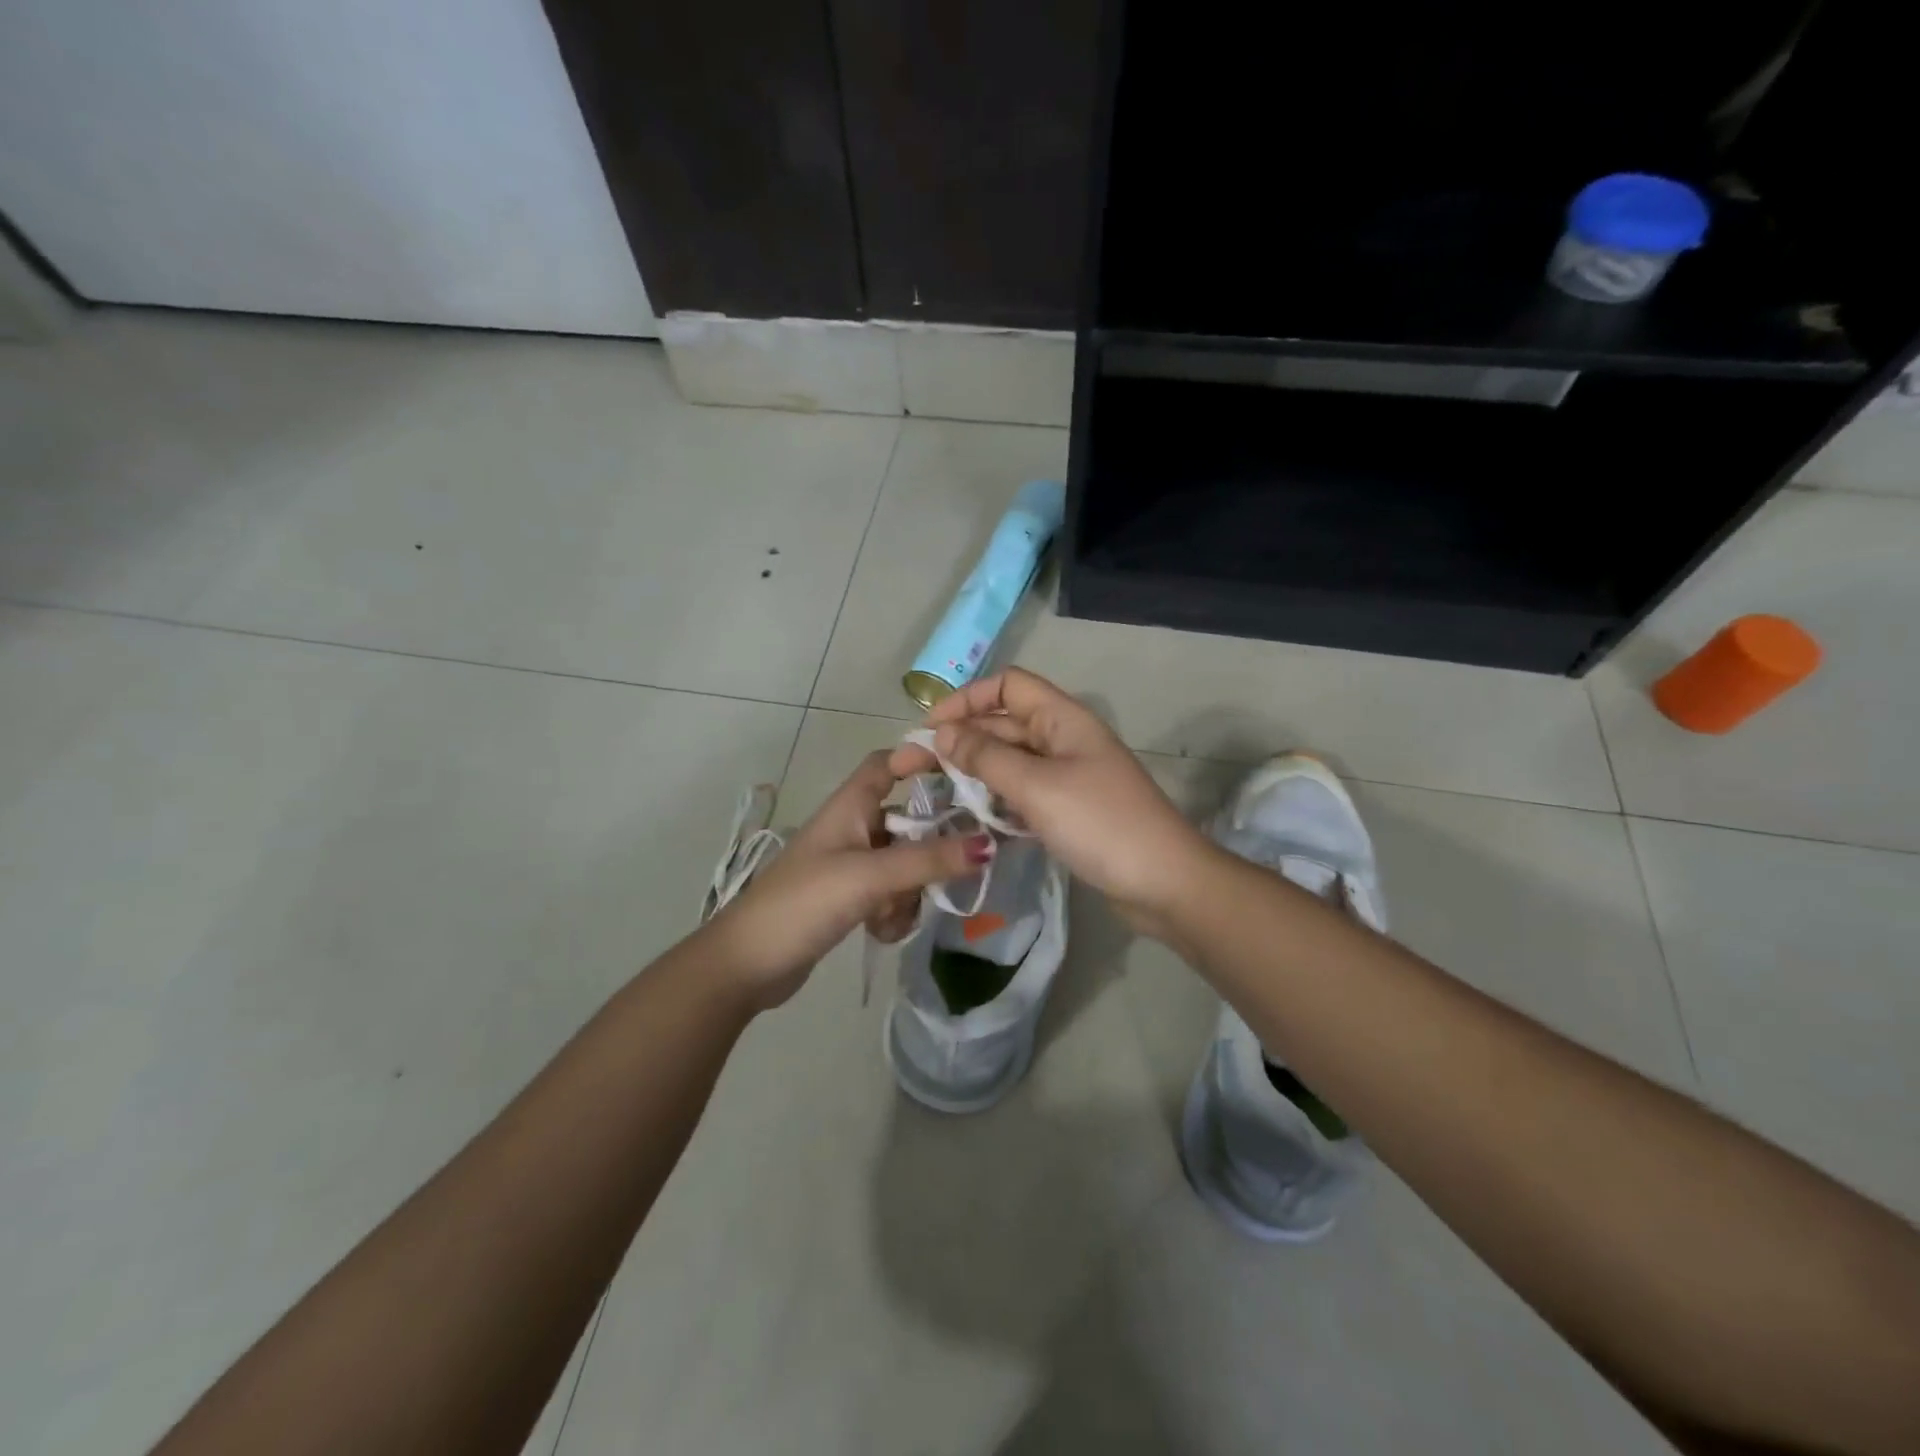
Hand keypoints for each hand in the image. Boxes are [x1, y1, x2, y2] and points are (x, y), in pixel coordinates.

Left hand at [702, 751, 989, 1009]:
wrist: (748, 964)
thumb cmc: (804, 902)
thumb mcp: (870, 876)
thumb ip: (928, 860)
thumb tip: (989, 844)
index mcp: (850, 806)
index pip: (888, 763)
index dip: (921, 759)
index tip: (966, 773)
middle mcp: (853, 828)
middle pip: (909, 820)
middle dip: (929, 849)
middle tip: (954, 870)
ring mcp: (851, 865)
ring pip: (905, 864)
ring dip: (910, 891)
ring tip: (891, 915)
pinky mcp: (850, 898)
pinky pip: (891, 894)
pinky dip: (893, 912)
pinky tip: (879, 932)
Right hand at [891, 668, 1211, 934]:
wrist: (1162, 883)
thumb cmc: (1100, 824)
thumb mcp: (1037, 786)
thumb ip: (986, 757)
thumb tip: (943, 733)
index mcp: (1063, 719)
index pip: (1008, 685)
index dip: (967, 699)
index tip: (931, 728)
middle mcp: (1064, 739)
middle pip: (1003, 723)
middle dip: (959, 739)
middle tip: (911, 767)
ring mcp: (1067, 775)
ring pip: (1010, 760)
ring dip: (974, 770)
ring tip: (933, 792)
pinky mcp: (1067, 809)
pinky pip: (1022, 792)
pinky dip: (996, 798)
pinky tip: (971, 816)